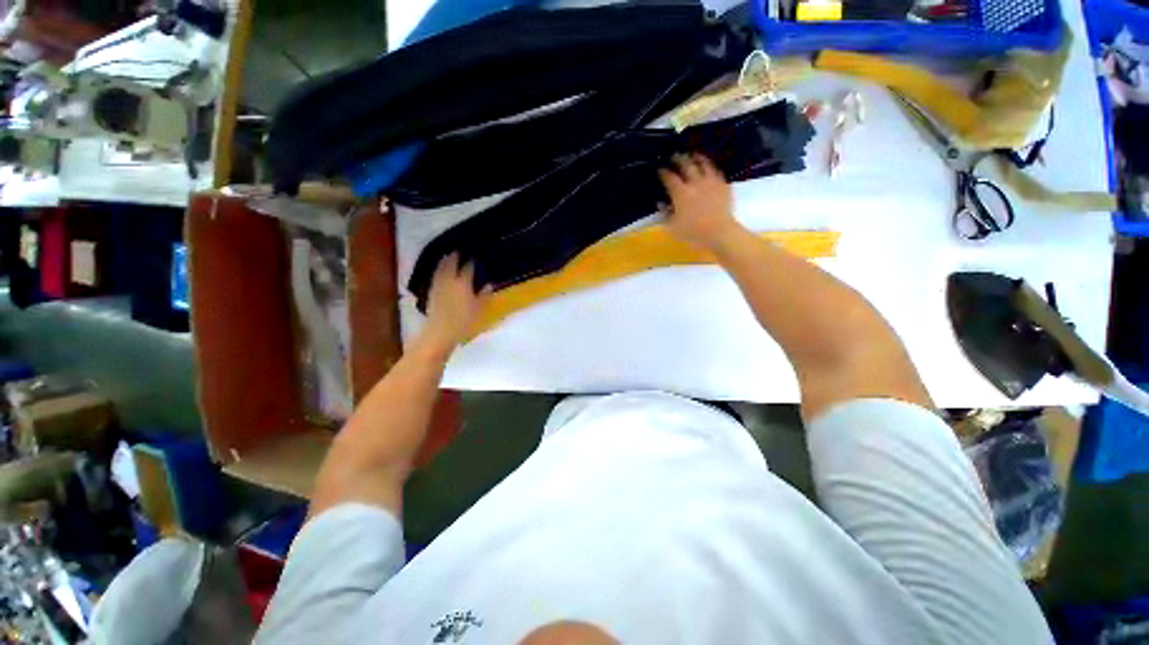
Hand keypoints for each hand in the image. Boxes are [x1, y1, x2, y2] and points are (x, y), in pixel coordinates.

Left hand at [422, 253, 490, 349]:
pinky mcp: (432, 292)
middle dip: (455, 257)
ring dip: (444, 261)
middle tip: (458, 250)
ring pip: (441, 269)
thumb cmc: (464, 322)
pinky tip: (439, 270)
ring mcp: (439, 286)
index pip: (468, 268)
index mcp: (463, 284)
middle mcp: (450, 281)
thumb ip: (484, 296)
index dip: (471, 262)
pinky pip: (435, 276)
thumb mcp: (479, 310)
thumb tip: (489, 285)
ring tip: (447, 255)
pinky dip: (438, 270)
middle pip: (451, 265)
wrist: (440, 331)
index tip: (474, 256)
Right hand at [657, 153, 739, 249]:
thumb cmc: (693, 233)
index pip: (669, 178)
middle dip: (678, 159)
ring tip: (692, 155)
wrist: (720, 233)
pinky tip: (708, 167)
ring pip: (703, 163)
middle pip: (686, 165)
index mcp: (681, 193)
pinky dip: (709, 166)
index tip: (660, 170)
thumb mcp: (673, 227)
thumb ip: (665, 214)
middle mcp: (695, 183)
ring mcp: (711, 182)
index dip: (663, 172)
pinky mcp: (723, 185)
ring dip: (696, 158)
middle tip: (674, 156)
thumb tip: (660, 203)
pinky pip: (715, 170)